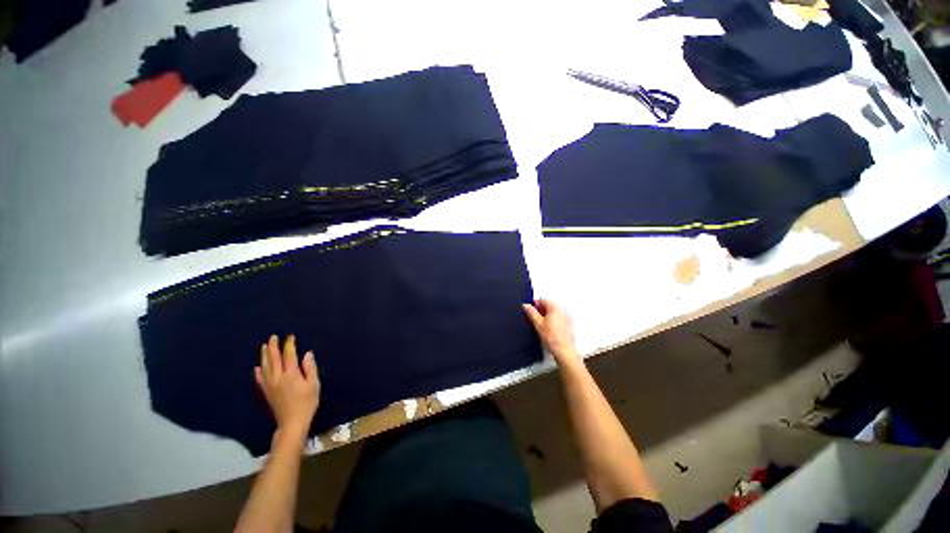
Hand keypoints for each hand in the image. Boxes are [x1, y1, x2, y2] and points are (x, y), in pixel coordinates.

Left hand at [255, 335, 319, 440]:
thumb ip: (310, 368)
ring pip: (265, 367)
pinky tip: (257, 367)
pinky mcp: (267, 392)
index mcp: (290, 374)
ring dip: (264, 356)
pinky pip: (260, 379)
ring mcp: (270, 385)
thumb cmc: (307, 403)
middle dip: (273, 347)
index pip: (288, 355)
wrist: (292, 422)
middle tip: (273, 337)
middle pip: (273, 359)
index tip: (290, 337)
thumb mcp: (313, 384)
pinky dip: (258, 371)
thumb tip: (307, 354)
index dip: (289, 345)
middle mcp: (277, 377)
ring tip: (264, 347)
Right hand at [522, 299, 580, 366]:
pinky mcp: (569, 323)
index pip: (543, 300)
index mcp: (555, 307)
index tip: (529, 311)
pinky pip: (558, 316)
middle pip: (549, 304)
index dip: (534, 304)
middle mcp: (562, 309)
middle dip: (540, 309)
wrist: (564, 351)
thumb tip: (525, 305)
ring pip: (553, 311)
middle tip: (534, 318)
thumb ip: (531, 312)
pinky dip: (552, 319)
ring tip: (540, 324)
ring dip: (546, 314)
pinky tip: (548, 327)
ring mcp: (567, 316)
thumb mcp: (538, 324)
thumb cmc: (551, 337)